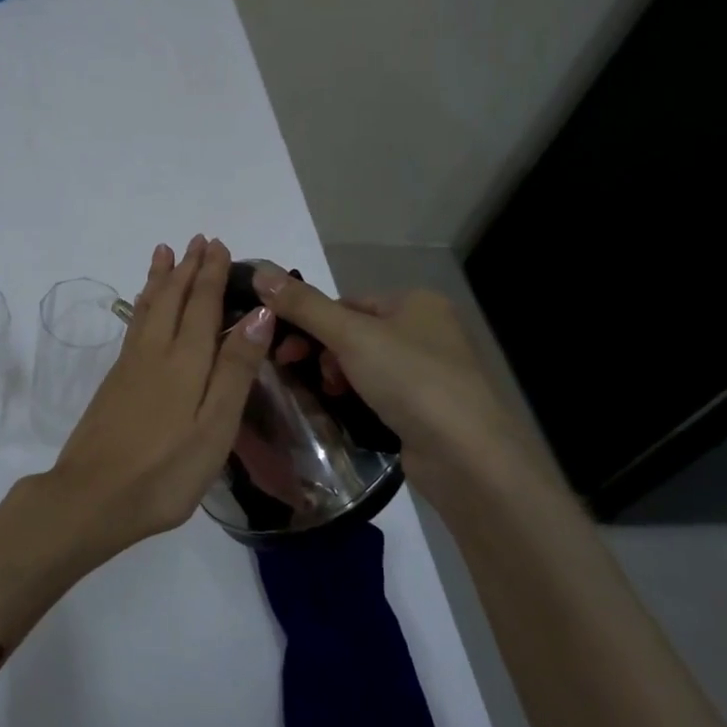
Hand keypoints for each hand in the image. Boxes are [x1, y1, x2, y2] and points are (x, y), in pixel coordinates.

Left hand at [3, 236, 274, 568]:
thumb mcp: (215, 425)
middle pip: (172, 299)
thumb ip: (235, 368)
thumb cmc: (165, 471)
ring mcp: (129, 367)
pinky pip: (134, 326)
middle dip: (187, 268)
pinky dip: (142, 304)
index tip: (219, 245)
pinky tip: (143, 307)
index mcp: (185, 361)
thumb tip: (260, 312)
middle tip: (197, 239)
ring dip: (160, 279)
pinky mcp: (114, 383)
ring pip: (148, 308)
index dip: (212, 274)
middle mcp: (155, 353)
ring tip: (165, 253)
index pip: (202, 305)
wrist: (92, 497)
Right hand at [251, 269, 563, 507]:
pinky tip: (345, 413)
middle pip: (354, 333)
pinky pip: (379, 394)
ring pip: (364, 366)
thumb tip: (259, 270)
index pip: (347, 302)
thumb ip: (304, 305)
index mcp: (416, 302)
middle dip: (322, 352)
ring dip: (338, 377)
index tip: (285, 348)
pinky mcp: (427, 410)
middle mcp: (427, 331)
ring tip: (329, 395)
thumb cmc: (410, 380)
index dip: (311, 321)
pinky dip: (357, 400)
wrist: (467, 456)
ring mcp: (430, 373)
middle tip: (297, 371)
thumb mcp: (351, 335)